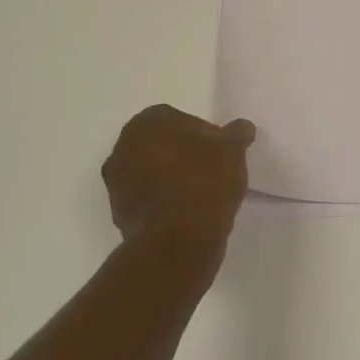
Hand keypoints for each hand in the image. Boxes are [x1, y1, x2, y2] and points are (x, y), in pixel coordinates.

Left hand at [102, 105, 255, 248]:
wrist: (177, 241)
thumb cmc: (203, 181)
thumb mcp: (232, 150)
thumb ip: (236, 134)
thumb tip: (242, 127)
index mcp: (146, 124)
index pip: (176, 118)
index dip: (200, 132)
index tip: (218, 150)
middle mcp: (122, 148)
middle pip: (159, 145)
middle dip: (181, 154)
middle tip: (210, 168)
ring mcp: (116, 184)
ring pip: (150, 172)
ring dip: (171, 178)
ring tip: (201, 193)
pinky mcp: (119, 215)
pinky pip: (147, 200)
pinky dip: (163, 202)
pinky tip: (187, 212)